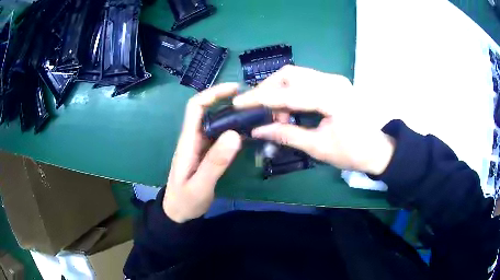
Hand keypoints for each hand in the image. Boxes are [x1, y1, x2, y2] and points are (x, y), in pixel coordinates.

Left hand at [164, 83, 241, 222]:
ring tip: (255, 113)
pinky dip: (233, 129)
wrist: (178, 213)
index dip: (213, 93)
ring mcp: (201, 146)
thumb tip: (234, 134)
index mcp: (188, 141)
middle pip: (208, 110)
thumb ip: (215, 163)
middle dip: (227, 100)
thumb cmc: (185, 201)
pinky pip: (220, 135)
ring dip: (233, 114)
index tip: (235, 89)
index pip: (196, 107)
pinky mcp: (207, 154)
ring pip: (216, 122)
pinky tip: (248, 132)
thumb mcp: (199, 186)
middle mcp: (194, 138)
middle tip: (253, 102)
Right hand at [233, 65, 394, 174]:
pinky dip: (291, 91)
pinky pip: (305, 80)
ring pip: (296, 74)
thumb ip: (286, 135)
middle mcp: (332, 80)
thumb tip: (257, 130)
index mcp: (332, 97)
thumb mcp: (318, 148)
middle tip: (259, 111)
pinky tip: (289, 108)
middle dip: (268, 90)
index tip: (239, 103)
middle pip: (290, 74)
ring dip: (279, 90)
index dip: (261, 98)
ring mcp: (334, 79)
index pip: (288, 92)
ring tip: (277, 115)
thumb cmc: (352, 152)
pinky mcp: (333, 82)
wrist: (377, 149)